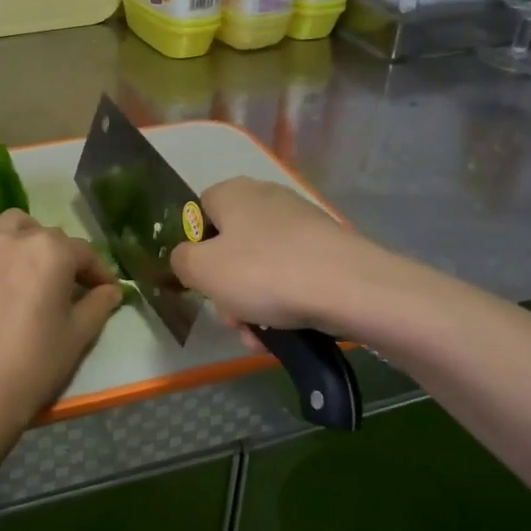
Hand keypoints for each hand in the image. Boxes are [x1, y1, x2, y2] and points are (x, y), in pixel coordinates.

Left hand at [0, 210, 121, 434]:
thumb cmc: (36, 362)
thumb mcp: (78, 334)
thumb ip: (98, 304)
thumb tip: (111, 290)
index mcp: (50, 250)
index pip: (83, 251)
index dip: (98, 271)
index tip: (105, 289)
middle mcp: (12, 238)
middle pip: (44, 235)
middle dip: (60, 255)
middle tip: (65, 284)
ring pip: (7, 229)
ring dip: (24, 242)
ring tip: (27, 271)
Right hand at [169, 177, 376, 338]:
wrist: (350, 288)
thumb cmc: (264, 273)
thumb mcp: (202, 270)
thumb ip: (181, 260)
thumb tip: (187, 258)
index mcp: (232, 193)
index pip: (199, 214)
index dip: (195, 249)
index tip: (201, 282)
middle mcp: (266, 199)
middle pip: (231, 248)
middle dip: (226, 290)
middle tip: (232, 318)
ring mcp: (300, 223)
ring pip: (260, 269)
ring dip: (252, 306)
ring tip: (260, 337)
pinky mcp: (327, 248)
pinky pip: (291, 276)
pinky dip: (283, 303)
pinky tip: (285, 333)